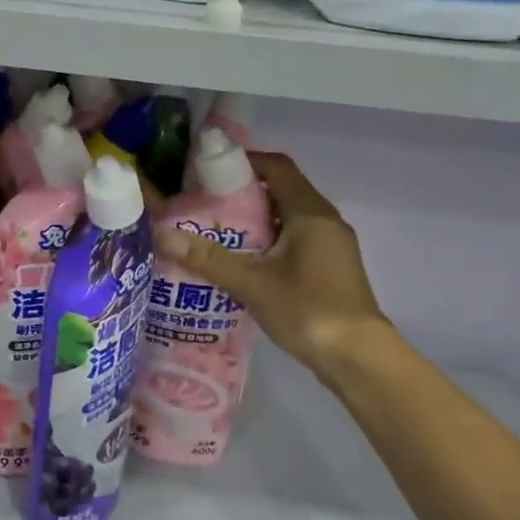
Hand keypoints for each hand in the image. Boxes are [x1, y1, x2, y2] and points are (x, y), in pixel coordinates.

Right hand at [153, 152, 391, 383]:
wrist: (358, 359)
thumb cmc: (308, 310)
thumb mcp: (252, 283)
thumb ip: (207, 258)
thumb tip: (161, 235)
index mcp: (310, 213)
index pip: (277, 167)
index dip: (245, 161)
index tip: (209, 169)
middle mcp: (325, 221)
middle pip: (281, 190)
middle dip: (242, 192)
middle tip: (203, 201)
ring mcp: (330, 245)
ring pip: (287, 217)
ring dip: (254, 219)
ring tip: (214, 229)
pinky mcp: (329, 267)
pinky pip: (294, 239)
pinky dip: (267, 240)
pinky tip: (241, 260)